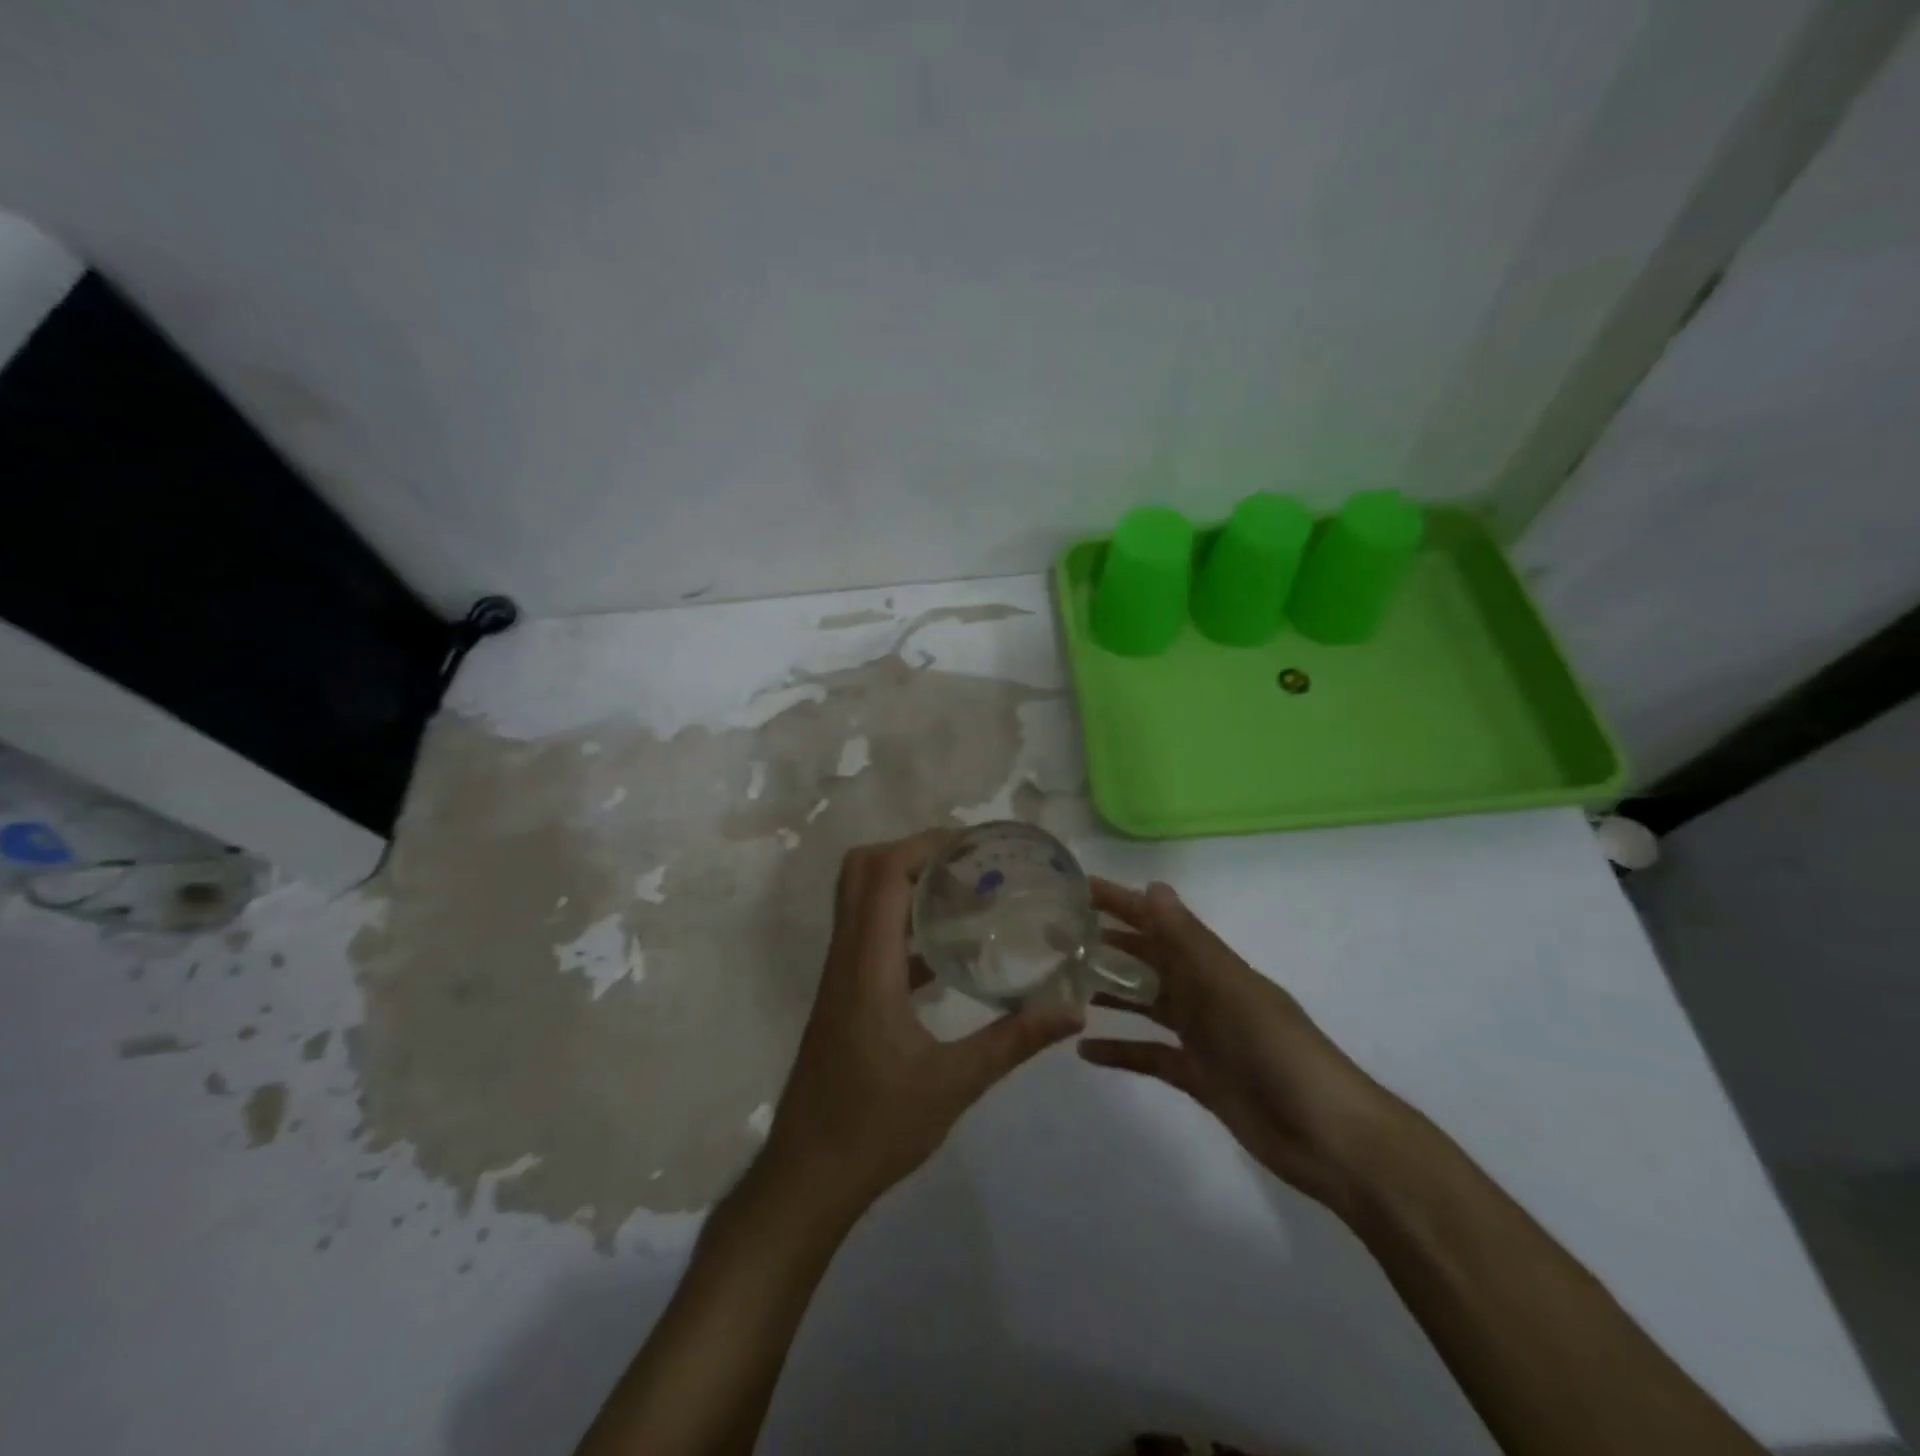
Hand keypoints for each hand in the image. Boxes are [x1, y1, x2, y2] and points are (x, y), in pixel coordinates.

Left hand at [760, 831, 1084, 1219]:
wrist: (808, 1176)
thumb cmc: (875, 1127)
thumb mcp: (953, 1084)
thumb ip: (1013, 1041)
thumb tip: (1072, 1010)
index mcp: (866, 964)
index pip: (883, 874)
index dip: (924, 846)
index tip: (972, 845)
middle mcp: (846, 957)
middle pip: (862, 872)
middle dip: (912, 853)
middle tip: (967, 863)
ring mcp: (841, 976)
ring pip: (862, 901)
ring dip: (906, 884)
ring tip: (965, 893)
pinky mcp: (846, 996)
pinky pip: (871, 937)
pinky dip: (905, 925)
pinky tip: (949, 951)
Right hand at [1080, 878, 1400, 1219]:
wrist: (1328, 1136)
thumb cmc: (1278, 1051)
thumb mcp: (1231, 989)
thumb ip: (1190, 942)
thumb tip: (1153, 886)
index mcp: (1212, 965)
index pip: (1157, 922)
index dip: (1120, 903)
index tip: (1076, 889)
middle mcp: (1203, 993)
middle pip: (1147, 960)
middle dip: (1105, 946)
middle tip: (1054, 939)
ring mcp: (1201, 1035)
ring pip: (1145, 1004)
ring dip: (1109, 993)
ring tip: (1061, 987)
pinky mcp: (1198, 1076)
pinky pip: (1150, 1055)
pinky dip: (1121, 1051)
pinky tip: (1085, 1052)